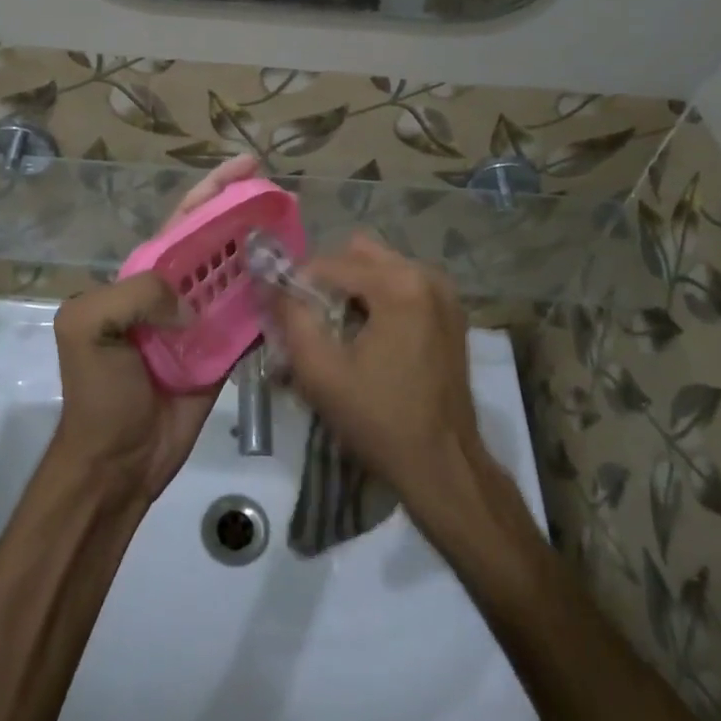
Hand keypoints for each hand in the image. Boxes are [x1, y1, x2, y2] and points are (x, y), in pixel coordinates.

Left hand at [52, 154, 264, 500]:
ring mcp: (203, 321)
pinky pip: (253, 318)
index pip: (184, 220)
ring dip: (266, 253)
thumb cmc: (100, 390)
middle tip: (284, 196)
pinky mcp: (224, 352)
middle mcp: (176, 291)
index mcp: (144, 276)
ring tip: (299, 233)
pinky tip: (298, 285)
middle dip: (248, 212)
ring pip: (240, 275)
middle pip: (218, 241)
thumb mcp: (88, 326)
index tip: (248, 165)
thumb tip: (191, 303)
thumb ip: (136, 295)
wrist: (118, 458)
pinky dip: (274, 301)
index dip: (213, 189)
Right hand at [271, 234, 483, 514]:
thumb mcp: (320, 371)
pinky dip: (379, 300)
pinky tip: (367, 337)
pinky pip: (403, 286)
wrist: (443, 466)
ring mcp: (444, 293)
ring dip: (353, 289)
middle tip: (311, 319)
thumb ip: (290, 318)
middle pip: (359, 254)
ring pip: (381, 268)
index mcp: (398, 284)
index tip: (281, 313)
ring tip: (337, 330)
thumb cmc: (379, 420)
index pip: (329, 263)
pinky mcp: (451, 314)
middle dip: (328, 280)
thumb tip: (269, 284)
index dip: (297, 284)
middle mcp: (426, 275)